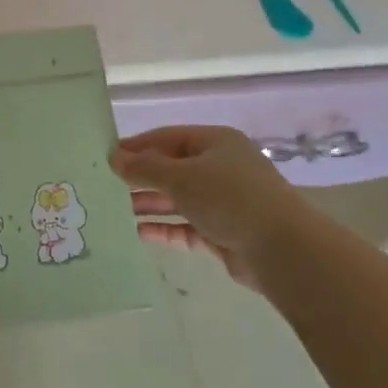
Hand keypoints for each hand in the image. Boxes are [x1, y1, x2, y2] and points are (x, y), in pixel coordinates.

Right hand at [111, 125, 314, 289]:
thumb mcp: (180, 177)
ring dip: (149, 204)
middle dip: (141, 178)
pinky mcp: (224, 232)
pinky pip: (187, 226)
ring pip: (178, 199)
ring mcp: (224, 202)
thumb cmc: (229, 198)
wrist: (281, 249)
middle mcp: (221, 168)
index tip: (106, 157)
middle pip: (172, 168)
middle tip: (105, 186)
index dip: (137, 146)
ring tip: (115, 210)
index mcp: (215, 142)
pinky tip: (139, 233)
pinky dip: (165, 228)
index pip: (167, 137)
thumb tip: (114, 158)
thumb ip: (145, 168)